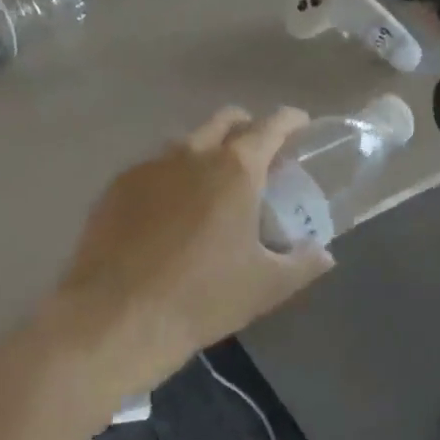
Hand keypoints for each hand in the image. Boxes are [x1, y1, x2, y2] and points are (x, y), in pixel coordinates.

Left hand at [62, 107, 333, 380]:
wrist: (115, 319)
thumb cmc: (202, 298)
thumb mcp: (266, 286)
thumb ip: (303, 263)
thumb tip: (324, 253)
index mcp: (237, 168)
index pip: (272, 125)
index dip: (291, 121)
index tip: (300, 126)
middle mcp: (194, 153)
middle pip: (226, 120)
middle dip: (247, 127)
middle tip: (258, 156)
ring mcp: (151, 166)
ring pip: (187, 140)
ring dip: (207, 150)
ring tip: (211, 185)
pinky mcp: (117, 186)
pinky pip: (154, 167)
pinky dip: (171, 177)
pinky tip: (168, 211)